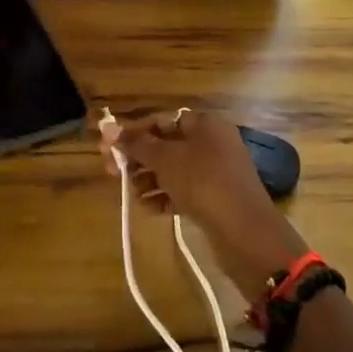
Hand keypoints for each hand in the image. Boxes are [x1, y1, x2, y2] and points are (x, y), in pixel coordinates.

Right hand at [102, 108, 307, 292]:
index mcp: (204, 124)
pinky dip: (164, 196)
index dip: (133, 132)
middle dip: (138, 158)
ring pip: (173, 169)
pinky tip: (147, 209)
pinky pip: (183, 190)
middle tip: (111, 171)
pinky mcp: (216, 198)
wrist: (244, 231)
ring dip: (148, 179)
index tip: (108, 147)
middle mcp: (212, 142)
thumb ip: (136, 143)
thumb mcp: (165, 159)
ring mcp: (216, 171)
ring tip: (131, 194)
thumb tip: (107, 127)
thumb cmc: (203, 182)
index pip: (161, 120)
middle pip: (166, 145)